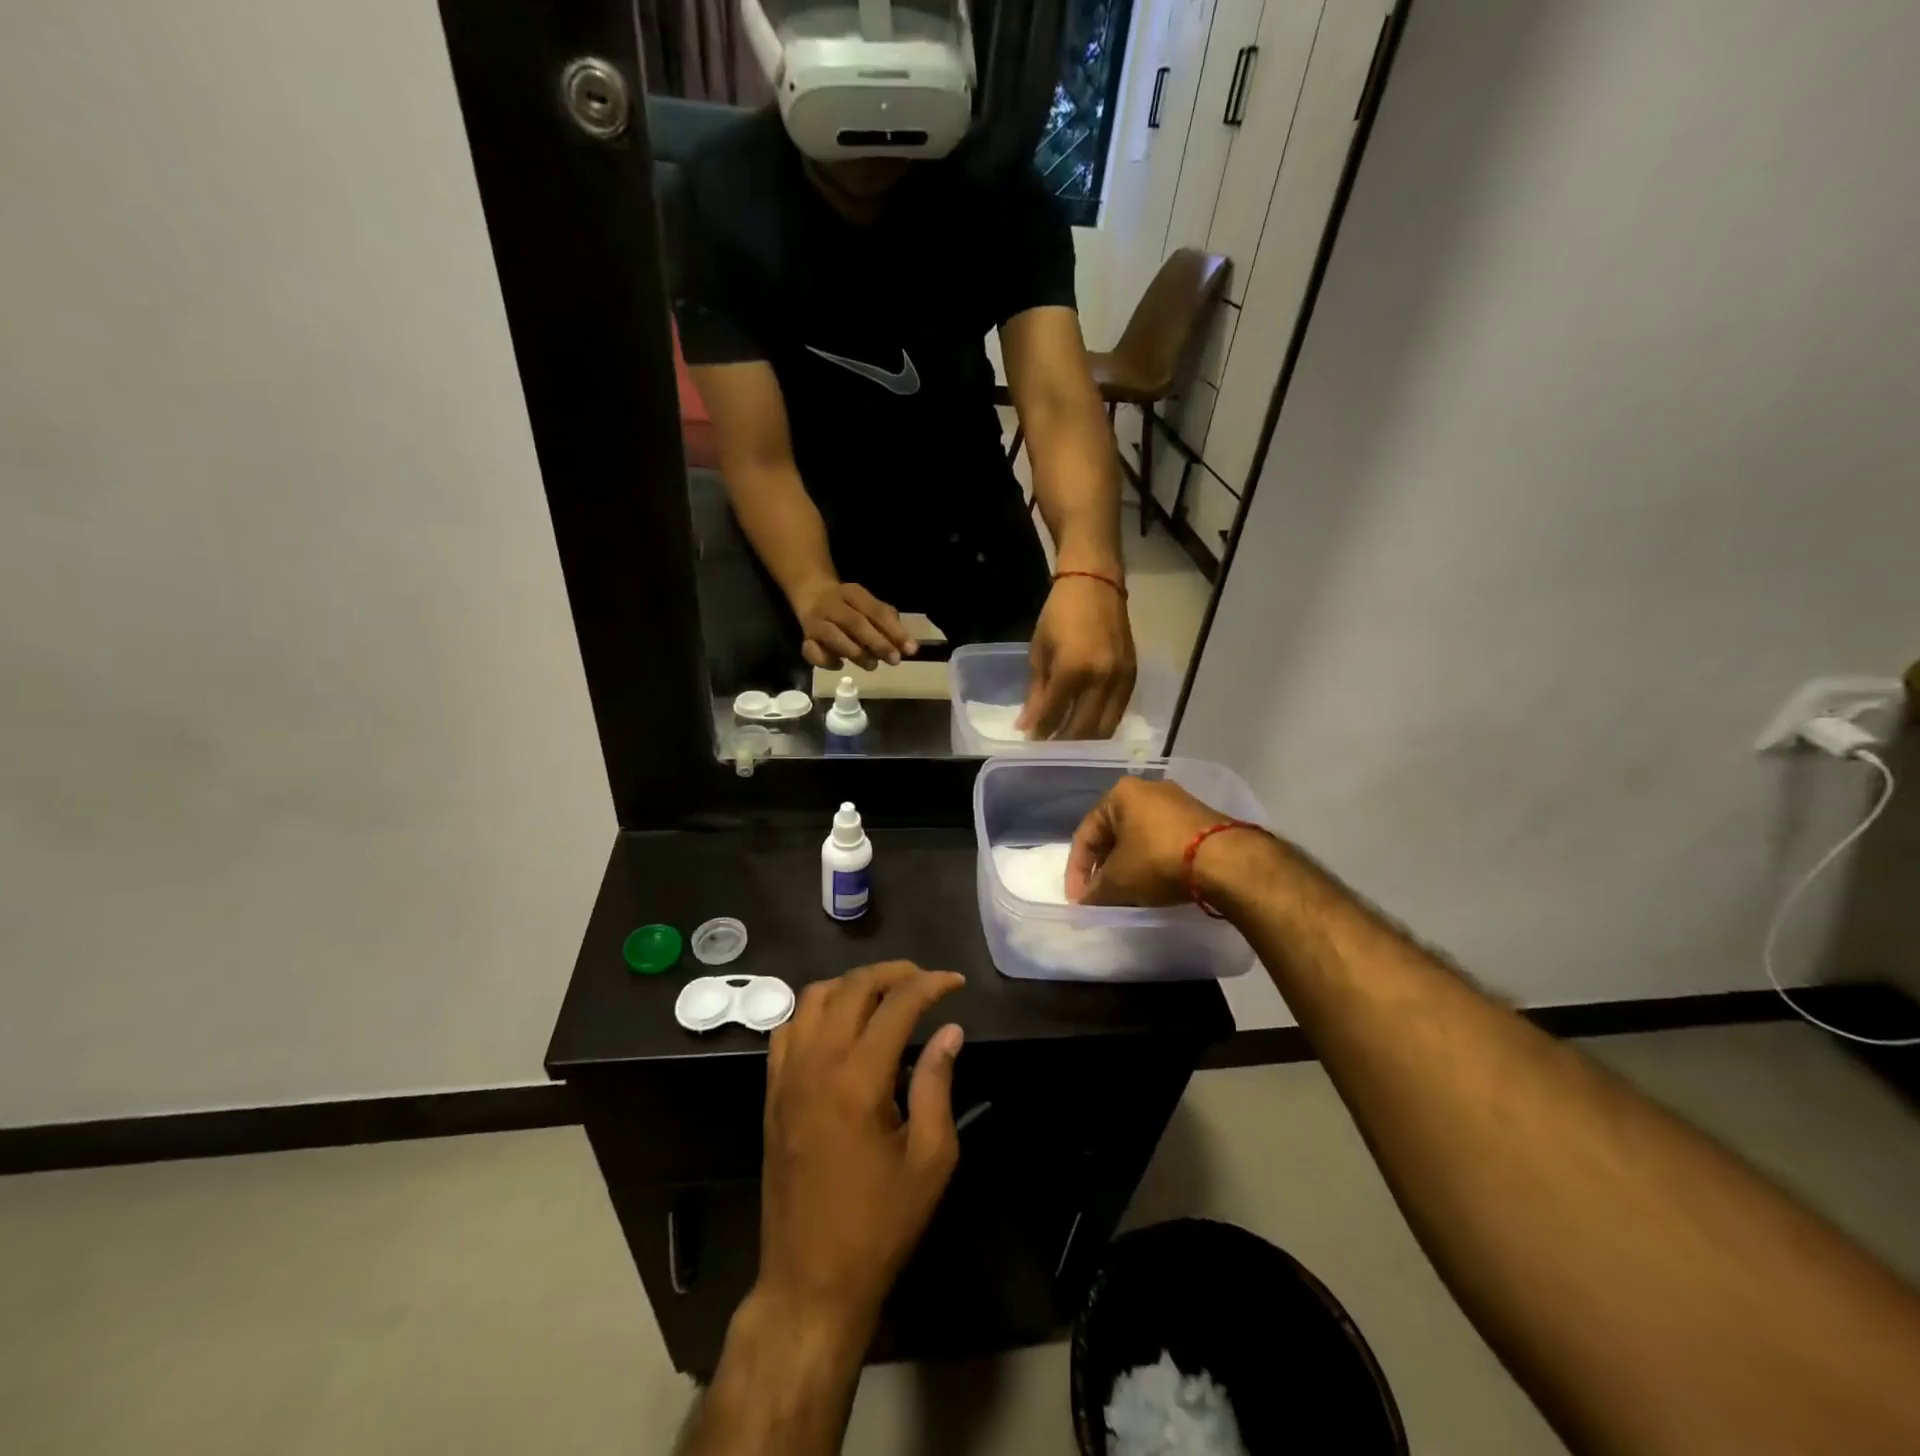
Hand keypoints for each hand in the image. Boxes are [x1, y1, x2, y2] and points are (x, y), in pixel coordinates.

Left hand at [759, 962, 965, 1336]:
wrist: (810, 1279)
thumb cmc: (880, 1224)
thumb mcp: (930, 1159)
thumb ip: (938, 1084)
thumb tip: (949, 1030)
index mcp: (858, 1079)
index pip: (896, 1004)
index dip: (930, 985)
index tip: (955, 983)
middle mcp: (817, 1063)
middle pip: (853, 987)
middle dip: (893, 973)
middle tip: (925, 981)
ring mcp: (786, 1075)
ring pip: (814, 996)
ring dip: (852, 984)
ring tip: (884, 994)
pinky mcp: (771, 1091)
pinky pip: (787, 1026)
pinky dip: (815, 1008)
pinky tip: (839, 1022)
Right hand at [795, 582, 917, 670]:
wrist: (810, 593)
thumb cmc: (848, 605)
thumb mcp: (867, 605)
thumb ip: (887, 621)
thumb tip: (907, 645)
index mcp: (853, 593)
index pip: (876, 611)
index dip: (894, 631)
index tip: (911, 649)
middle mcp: (832, 605)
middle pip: (855, 623)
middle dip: (877, 643)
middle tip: (895, 660)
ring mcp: (816, 621)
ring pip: (833, 637)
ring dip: (855, 653)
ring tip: (872, 665)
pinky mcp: (805, 638)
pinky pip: (812, 652)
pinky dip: (827, 661)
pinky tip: (840, 665)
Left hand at [1018, 574, 1136, 738]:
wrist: (1096, 584)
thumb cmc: (1060, 613)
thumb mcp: (1039, 650)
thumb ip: (1036, 691)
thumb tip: (1027, 726)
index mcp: (1073, 669)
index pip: (1055, 715)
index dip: (1041, 732)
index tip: (1030, 741)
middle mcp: (1101, 679)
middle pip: (1083, 729)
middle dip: (1064, 745)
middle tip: (1049, 750)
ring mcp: (1121, 680)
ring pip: (1105, 728)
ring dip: (1085, 741)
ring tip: (1067, 745)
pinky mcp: (1133, 677)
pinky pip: (1118, 713)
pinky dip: (1102, 726)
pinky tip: (1087, 728)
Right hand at [1067, 775, 1235, 904]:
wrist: (1226, 860)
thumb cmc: (1158, 860)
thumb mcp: (1118, 881)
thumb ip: (1095, 891)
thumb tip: (1085, 903)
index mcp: (1120, 794)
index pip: (1086, 834)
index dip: (1077, 871)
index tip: (1079, 901)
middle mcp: (1147, 789)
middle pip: (1114, 833)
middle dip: (1104, 867)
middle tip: (1101, 896)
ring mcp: (1178, 802)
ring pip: (1140, 837)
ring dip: (1129, 865)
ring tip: (1127, 894)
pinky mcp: (1201, 818)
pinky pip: (1165, 841)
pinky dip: (1154, 862)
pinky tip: (1156, 884)